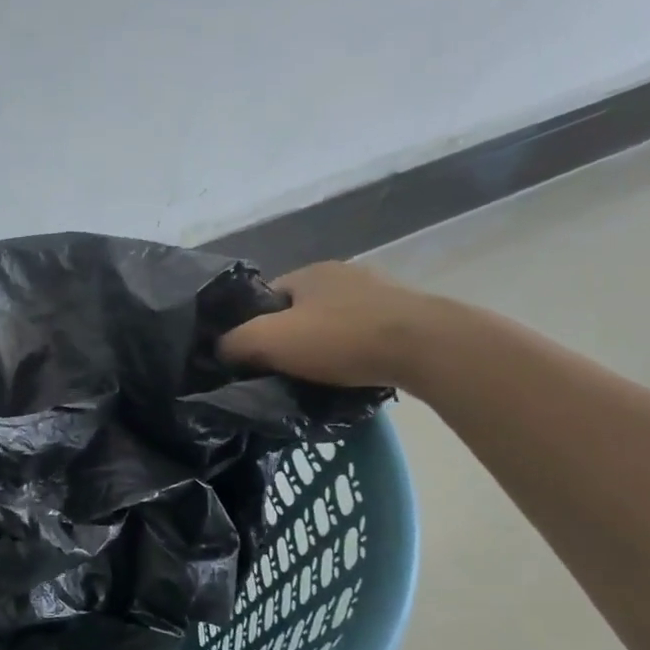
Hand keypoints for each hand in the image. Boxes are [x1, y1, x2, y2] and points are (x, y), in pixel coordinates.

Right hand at [218, 260, 433, 389]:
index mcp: (308, 272)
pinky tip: (355, 372)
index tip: (253, 359)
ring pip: (334, 323)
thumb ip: (235, 343)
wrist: (428, 347)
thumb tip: (221, 350)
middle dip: (290, 338)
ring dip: (325, 347)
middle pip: (300, 310)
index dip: (253, 328)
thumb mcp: (269, 340)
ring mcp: (380, 292)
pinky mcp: (407, 316)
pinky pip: (365, 335)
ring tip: (321, 377)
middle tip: (285, 371)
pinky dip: (355, 353)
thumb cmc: (342, 338)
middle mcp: (343, 274)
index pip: (265, 299)